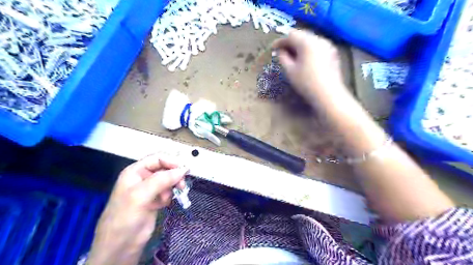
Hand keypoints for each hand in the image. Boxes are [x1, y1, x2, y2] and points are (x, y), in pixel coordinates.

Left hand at [87, 155, 187, 264]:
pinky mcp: (155, 200)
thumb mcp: (140, 195)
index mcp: (135, 172)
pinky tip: (163, 204)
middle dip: (174, 175)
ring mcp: (149, 190)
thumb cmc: (124, 218)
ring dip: (172, 187)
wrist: (121, 247)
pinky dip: (169, 196)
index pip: (157, 158)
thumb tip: (183, 170)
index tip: (184, 169)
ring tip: (169, 197)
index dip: (171, 161)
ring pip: (168, 180)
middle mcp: (143, 178)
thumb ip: (161, 180)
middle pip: (165, 169)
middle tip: (182, 184)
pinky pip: (168, 192)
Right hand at [272, 29, 345, 102]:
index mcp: (306, 42)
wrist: (328, 93)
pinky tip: (306, 59)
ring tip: (293, 56)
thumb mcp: (290, 71)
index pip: (290, 35)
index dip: (280, 41)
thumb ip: (283, 57)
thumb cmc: (306, 82)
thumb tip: (280, 51)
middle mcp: (318, 39)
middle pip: (301, 35)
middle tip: (282, 52)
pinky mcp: (333, 52)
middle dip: (290, 42)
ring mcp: (328, 45)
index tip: (273, 48)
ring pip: (310, 40)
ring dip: (300, 45)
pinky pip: (317, 46)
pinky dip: (309, 49)